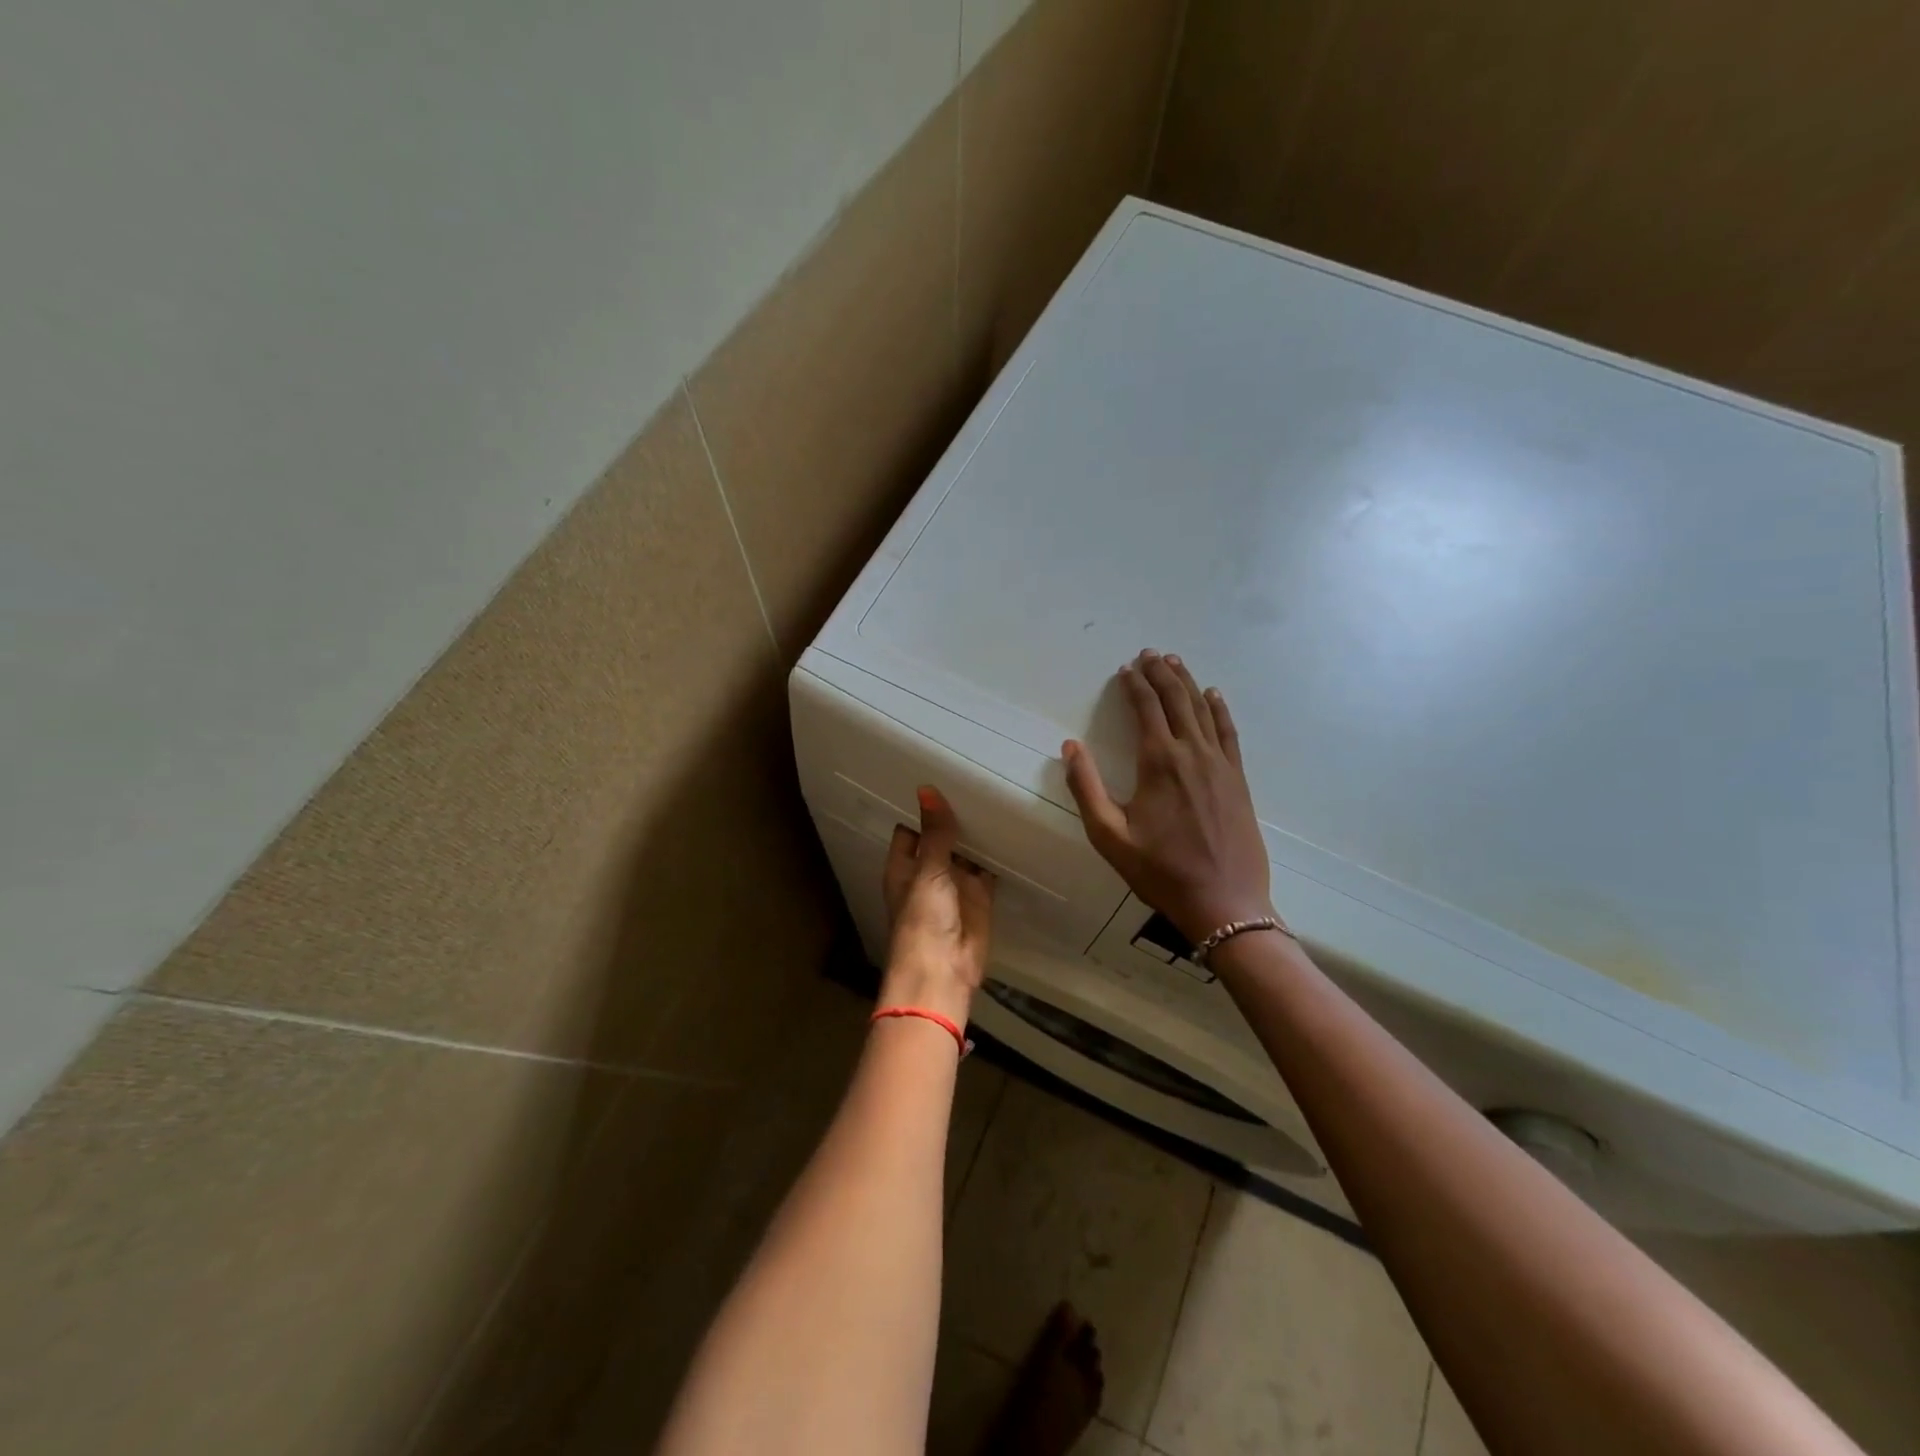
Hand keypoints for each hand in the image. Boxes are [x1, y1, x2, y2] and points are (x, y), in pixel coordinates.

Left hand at [879, 785, 994, 1022]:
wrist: (944, 972)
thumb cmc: (923, 920)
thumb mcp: (928, 870)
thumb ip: (935, 832)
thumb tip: (927, 789)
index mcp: (905, 865)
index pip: (912, 828)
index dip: (923, 807)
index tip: (940, 775)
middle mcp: (929, 871)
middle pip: (942, 837)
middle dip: (955, 816)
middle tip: (977, 776)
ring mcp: (956, 883)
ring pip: (967, 851)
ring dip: (978, 832)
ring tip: (996, 793)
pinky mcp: (980, 896)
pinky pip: (989, 868)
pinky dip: (998, 853)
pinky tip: (1011, 827)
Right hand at [1062, 650, 1272, 944]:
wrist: (1225, 902)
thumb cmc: (1160, 871)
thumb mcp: (1109, 835)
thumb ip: (1086, 788)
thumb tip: (1070, 747)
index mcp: (1159, 762)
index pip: (1146, 708)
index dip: (1134, 684)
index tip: (1126, 668)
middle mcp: (1192, 753)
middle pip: (1177, 700)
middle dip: (1161, 673)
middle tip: (1150, 654)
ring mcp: (1220, 764)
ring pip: (1203, 710)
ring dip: (1188, 683)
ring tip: (1176, 663)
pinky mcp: (1238, 779)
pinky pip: (1229, 732)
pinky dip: (1220, 710)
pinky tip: (1214, 696)